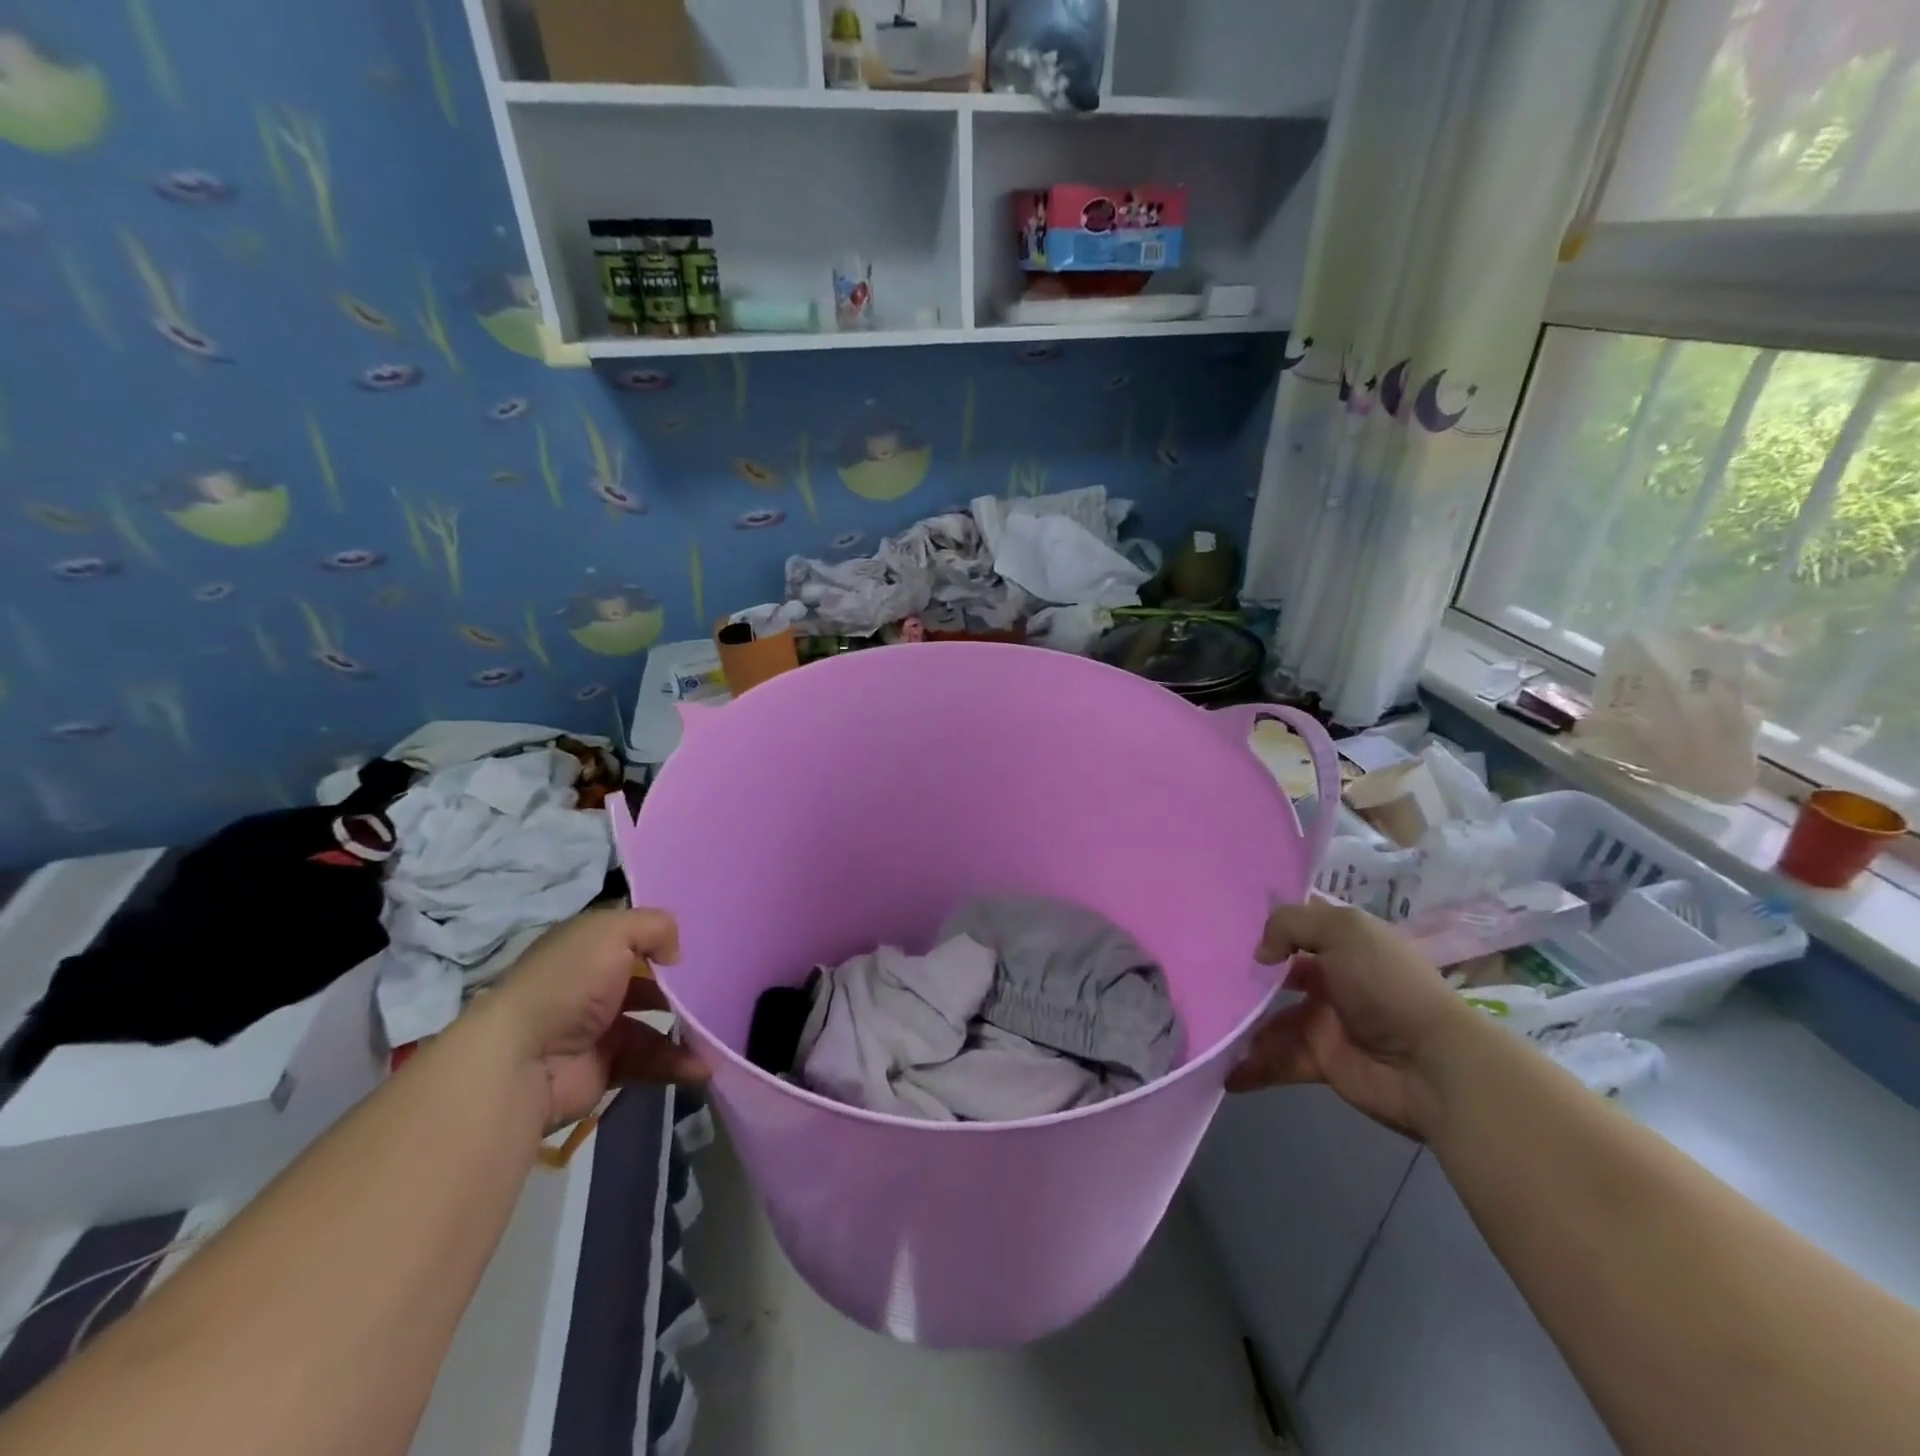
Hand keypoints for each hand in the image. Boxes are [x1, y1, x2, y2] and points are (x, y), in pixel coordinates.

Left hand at [485, 908, 706, 1128]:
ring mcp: (598, 1029)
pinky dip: (676, 1064)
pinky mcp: (606, 1068)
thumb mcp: (612, 932)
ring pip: (653, 1024)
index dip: (659, 938)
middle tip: (715, 990)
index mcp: (586, 949)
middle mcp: (591, 986)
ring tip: (715, 1033)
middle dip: (679, 988)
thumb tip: (675, 954)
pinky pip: (650, 1061)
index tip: (697, 944)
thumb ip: (655, 927)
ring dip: (685, 1029)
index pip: (629, 937)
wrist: (522, 1060)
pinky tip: (702, 1066)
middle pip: (646, 981)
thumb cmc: (567, 983)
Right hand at [1226, 900, 1482, 1139]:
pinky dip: (1252, 1067)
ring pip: (1271, 1019)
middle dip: (1244, 975)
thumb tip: (1261, 955)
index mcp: (1343, 943)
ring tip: (1208, 1025)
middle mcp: (1331, 978)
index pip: (1298, 923)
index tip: (1222, 919)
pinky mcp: (1321, 1062)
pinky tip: (1224, 1071)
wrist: (1432, 1065)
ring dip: (1242, 1024)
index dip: (1266, 920)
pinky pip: (1278, 1060)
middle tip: (1202, 974)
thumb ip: (1290, 925)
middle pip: (1277, 973)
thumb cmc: (1386, 985)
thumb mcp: (1342, 932)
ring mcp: (1325, 1022)